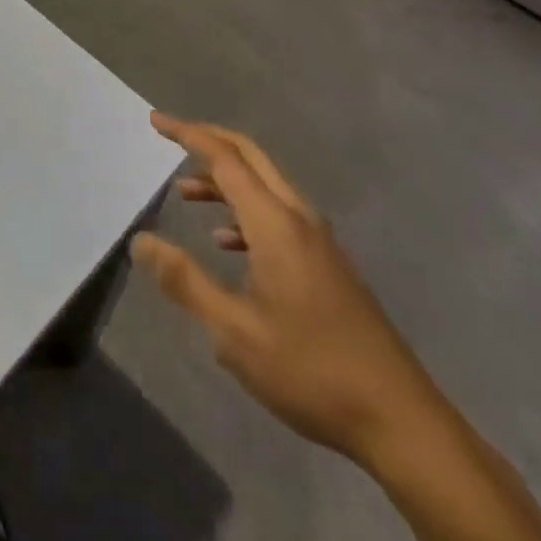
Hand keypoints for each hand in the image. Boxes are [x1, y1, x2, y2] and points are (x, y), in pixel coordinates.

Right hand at [133, 113, 442, 465]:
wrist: (399, 419)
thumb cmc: (311, 370)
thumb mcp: (235, 333)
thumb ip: (185, 281)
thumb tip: (141, 241)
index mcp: (275, 223)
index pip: (225, 159)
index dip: (188, 134)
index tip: (156, 121)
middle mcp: (298, 217)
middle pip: (250, 157)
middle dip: (209, 140)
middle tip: (170, 138)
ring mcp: (319, 240)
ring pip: (265, 185)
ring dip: (225, 180)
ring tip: (185, 194)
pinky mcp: (328, 263)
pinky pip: (279, 214)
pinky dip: (246, 211)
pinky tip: (227, 243)